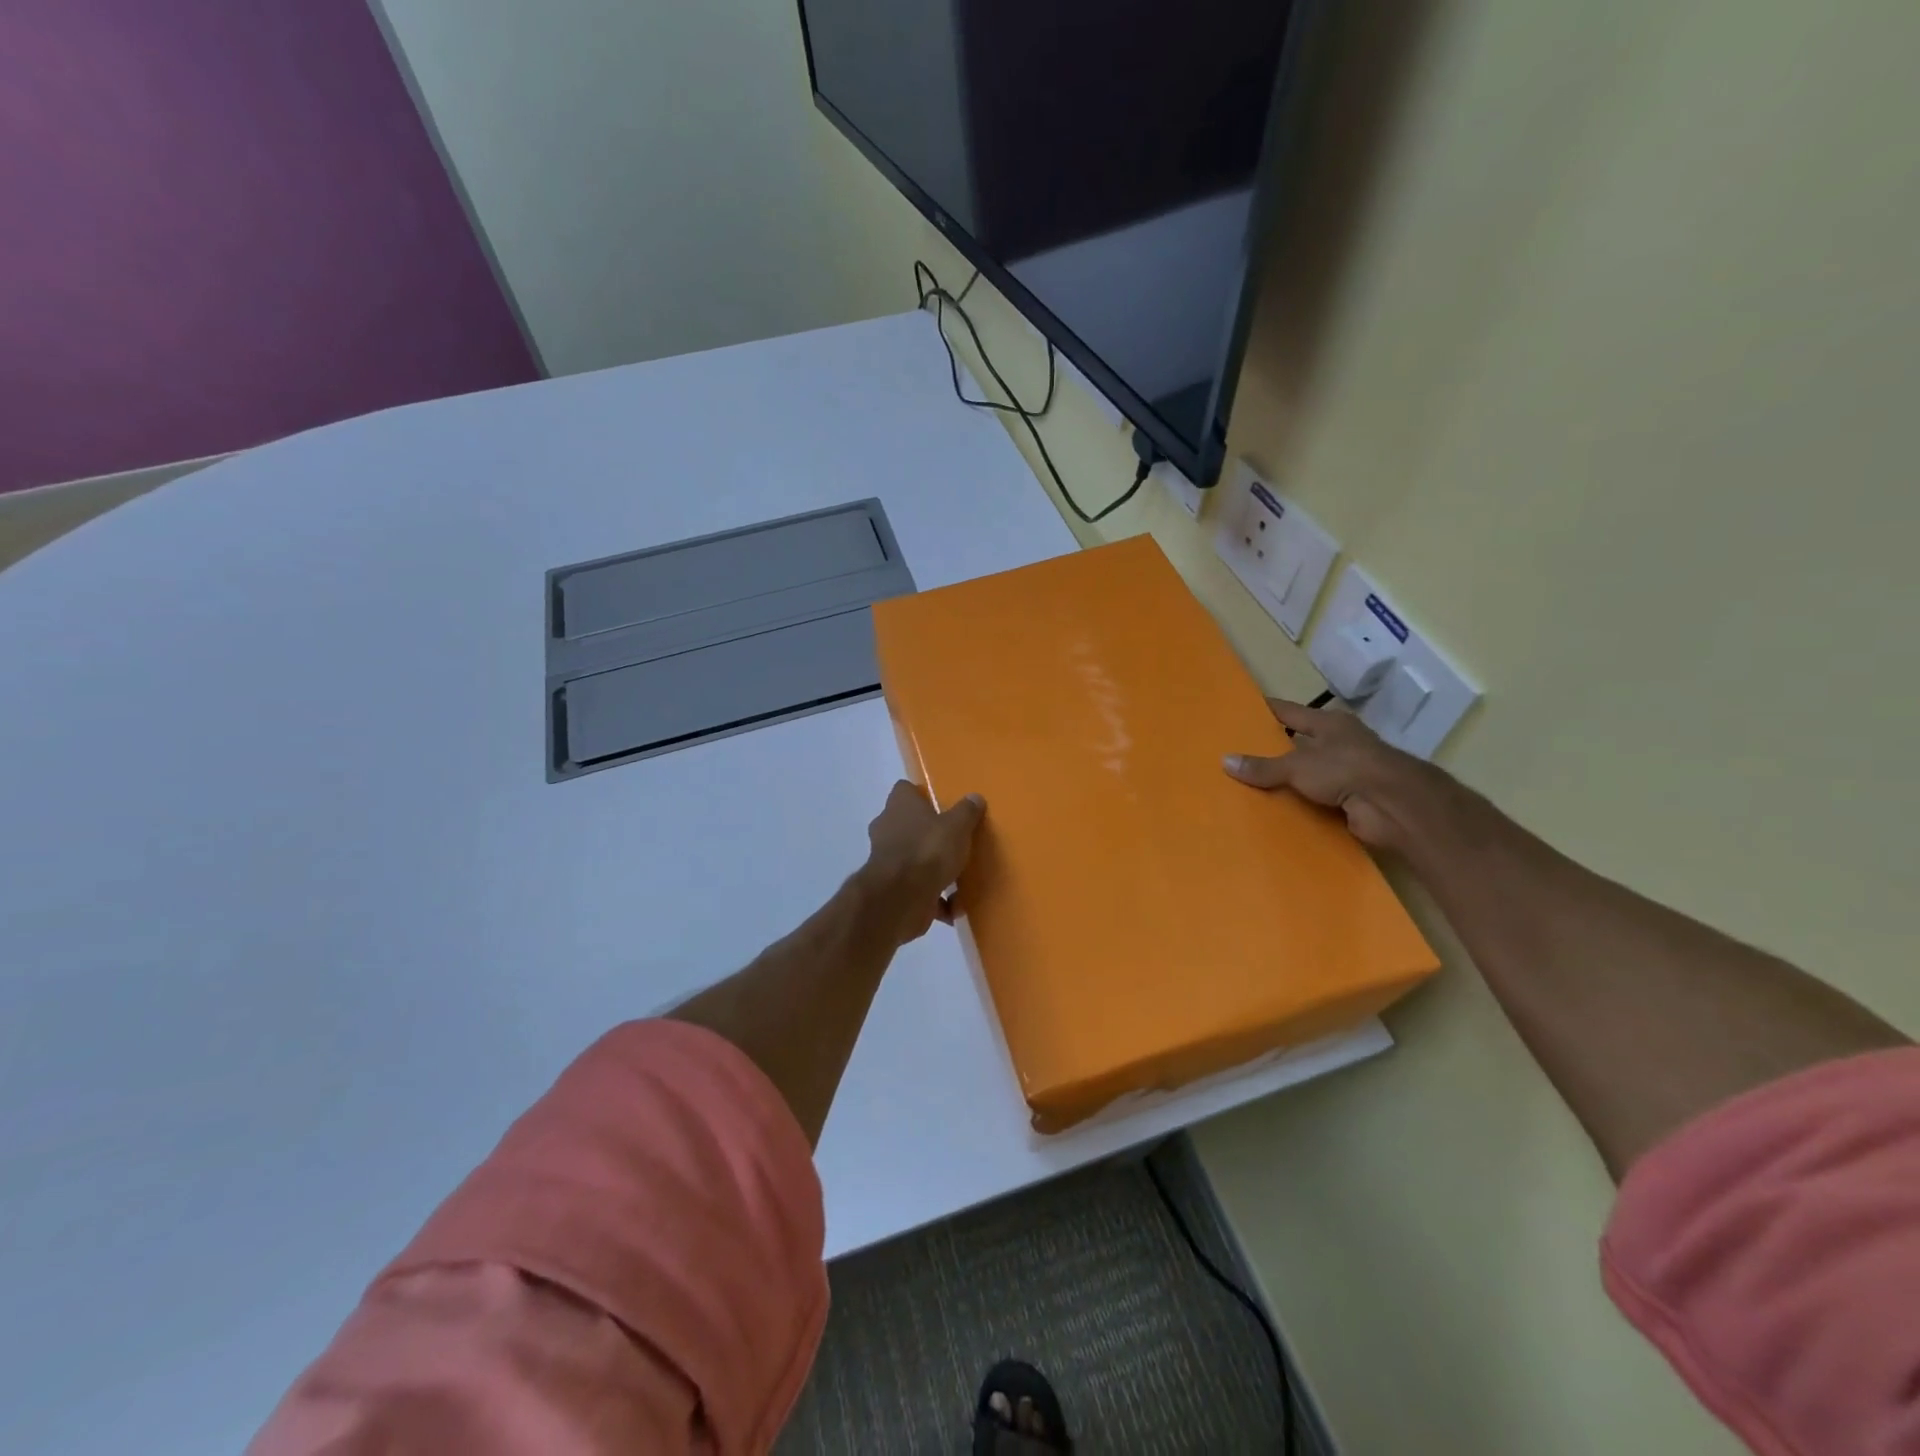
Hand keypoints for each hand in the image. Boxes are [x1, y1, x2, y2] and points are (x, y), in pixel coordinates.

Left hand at [858, 781, 986, 942]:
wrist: (901, 897)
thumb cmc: (929, 850)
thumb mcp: (957, 826)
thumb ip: (967, 812)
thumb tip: (974, 798)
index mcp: (900, 805)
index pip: (905, 790)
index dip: (921, 796)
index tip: (941, 805)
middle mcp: (887, 828)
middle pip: (907, 824)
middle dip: (927, 833)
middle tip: (952, 840)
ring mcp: (886, 860)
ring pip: (912, 858)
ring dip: (930, 867)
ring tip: (957, 875)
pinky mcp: (890, 888)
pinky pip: (917, 889)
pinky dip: (933, 898)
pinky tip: (953, 907)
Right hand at [1223, 699, 1442, 850]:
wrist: (1394, 805)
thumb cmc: (1346, 768)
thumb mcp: (1297, 765)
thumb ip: (1263, 766)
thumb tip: (1225, 761)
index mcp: (1329, 724)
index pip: (1290, 712)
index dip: (1267, 711)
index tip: (1242, 710)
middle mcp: (1339, 744)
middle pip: (1299, 743)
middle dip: (1273, 749)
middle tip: (1237, 754)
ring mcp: (1348, 772)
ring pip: (1308, 774)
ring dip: (1286, 781)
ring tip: (1248, 786)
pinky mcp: (1351, 800)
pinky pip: (1316, 800)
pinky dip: (1299, 805)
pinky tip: (1275, 811)